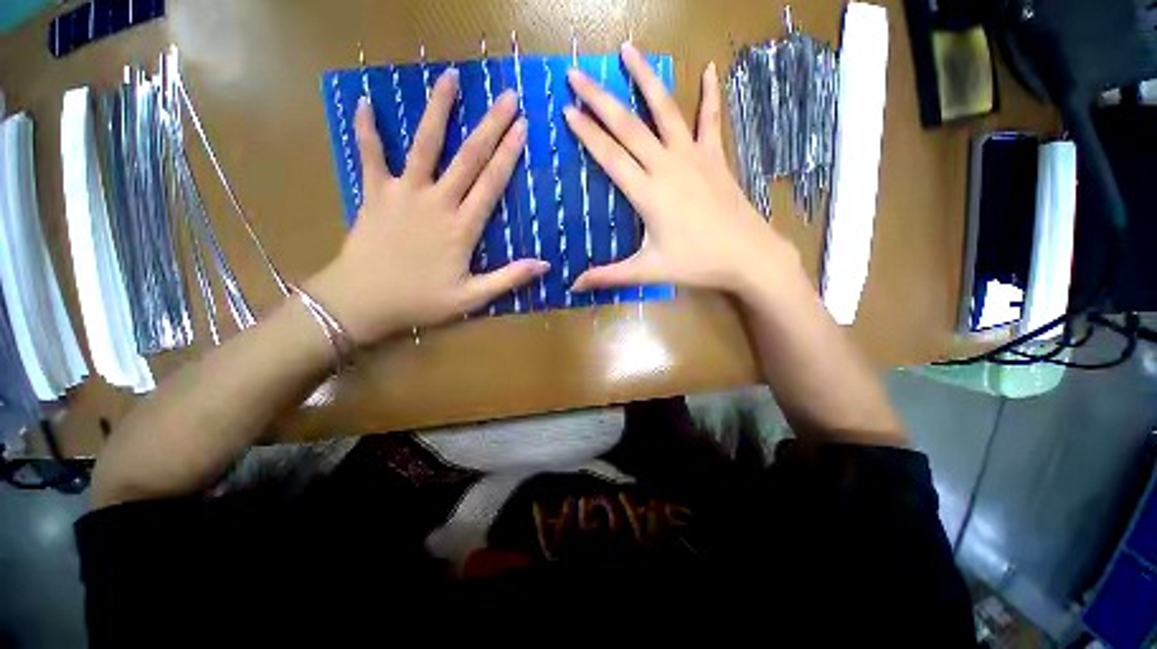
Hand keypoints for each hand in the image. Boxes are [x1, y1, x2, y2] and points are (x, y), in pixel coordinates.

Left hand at [308, 70, 548, 344]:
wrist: (362, 301)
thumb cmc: (420, 300)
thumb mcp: (472, 298)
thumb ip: (509, 279)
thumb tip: (545, 266)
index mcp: (461, 227)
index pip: (491, 184)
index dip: (508, 155)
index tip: (523, 127)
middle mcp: (436, 201)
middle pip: (467, 157)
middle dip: (490, 125)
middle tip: (507, 97)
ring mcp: (403, 192)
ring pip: (423, 145)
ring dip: (438, 110)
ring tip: (450, 78)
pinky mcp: (375, 193)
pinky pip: (369, 155)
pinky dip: (366, 129)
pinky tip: (365, 101)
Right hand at [565, 43, 804, 301]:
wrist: (747, 255)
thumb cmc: (696, 263)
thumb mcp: (647, 271)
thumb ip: (609, 277)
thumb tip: (574, 287)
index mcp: (648, 193)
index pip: (609, 156)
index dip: (587, 133)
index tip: (567, 109)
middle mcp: (667, 166)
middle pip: (628, 126)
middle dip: (600, 99)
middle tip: (577, 74)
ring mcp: (693, 157)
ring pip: (665, 110)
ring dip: (645, 79)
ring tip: (629, 50)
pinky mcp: (715, 157)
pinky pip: (711, 120)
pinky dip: (710, 95)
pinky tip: (710, 70)